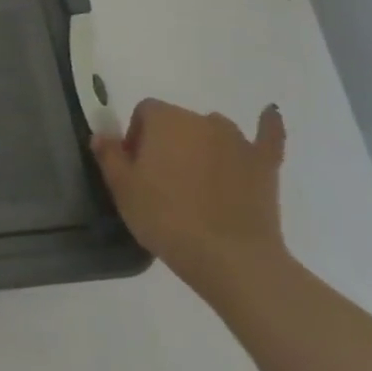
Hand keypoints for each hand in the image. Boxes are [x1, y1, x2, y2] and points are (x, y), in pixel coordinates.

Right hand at [93, 99, 288, 301]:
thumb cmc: (166, 218)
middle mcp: (203, 120)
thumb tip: (101, 134)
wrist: (230, 258)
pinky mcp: (264, 164)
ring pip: (213, 131)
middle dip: (167, 142)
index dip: (136, 136)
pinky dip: (267, 126)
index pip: (144, 112)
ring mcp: (239, 141)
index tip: (135, 167)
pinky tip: (270, 114)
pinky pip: (267, 137)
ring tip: (198, 180)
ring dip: (203, 145)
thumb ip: (109, 155)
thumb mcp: (122, 189)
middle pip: (178, 121)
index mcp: (165, 120)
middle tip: (161, 181)